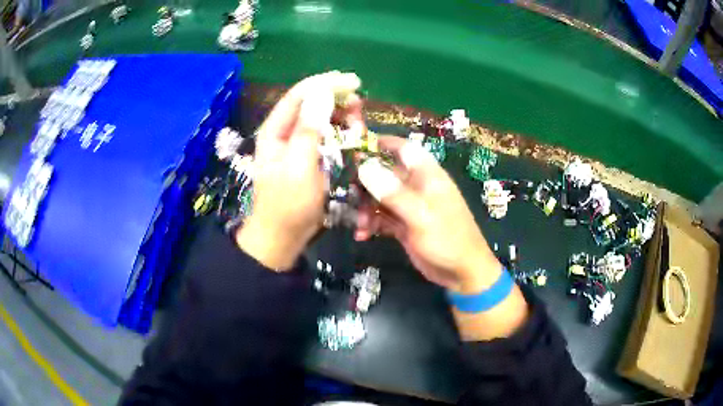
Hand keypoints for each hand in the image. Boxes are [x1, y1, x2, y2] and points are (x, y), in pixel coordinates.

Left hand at [236, 71, 362, 270]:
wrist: (282, 237)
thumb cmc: (288, 204)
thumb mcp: (299, 166)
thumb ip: (309, 129)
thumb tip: (322, 93)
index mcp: (275, 130)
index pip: (300, 95)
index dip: (326, 83)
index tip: (353, 81)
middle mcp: (284, 131)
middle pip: (311, 103)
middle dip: (336, 99)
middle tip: (359, 105)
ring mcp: (296, 144)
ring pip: (320, 118)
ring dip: (340, 115)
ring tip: (359, 120)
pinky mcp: (307, 156)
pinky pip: (325, 135)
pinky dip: (340, 132)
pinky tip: (352, 134)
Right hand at [355, 136, 501, 293]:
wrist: (462, 273)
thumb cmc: (448, 240)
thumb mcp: (421, 216)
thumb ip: (393, 193)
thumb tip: (364, 167)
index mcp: (427, 176)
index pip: (404, 149)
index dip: (382, 144)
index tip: (355, 147)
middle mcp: (417, 187)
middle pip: (385, 174)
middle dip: (365, 184)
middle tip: (347, 195)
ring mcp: (410, 207)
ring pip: (380, 198)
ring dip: (366, 208)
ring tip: (359, 225)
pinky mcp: (404, 225)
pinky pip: (382, 218)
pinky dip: (372, 224)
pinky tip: (362, 235)